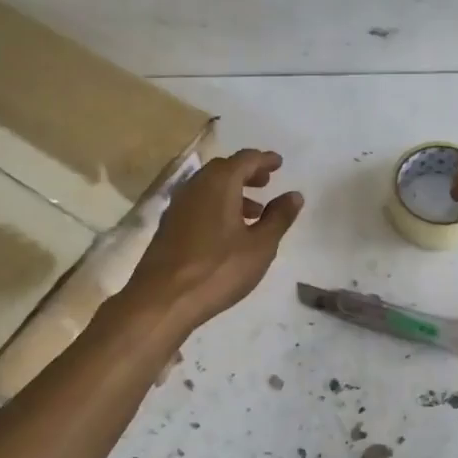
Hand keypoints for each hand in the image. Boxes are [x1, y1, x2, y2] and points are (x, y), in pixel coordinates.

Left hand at [125, 149, 302, 329]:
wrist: (163, 298)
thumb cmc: (219, 269)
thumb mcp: (260, 246)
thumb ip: (279, 217)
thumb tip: (294, 195)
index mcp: (219, 183)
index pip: (245, 159)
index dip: (264, 159)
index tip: (279, 164)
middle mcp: (195, 186)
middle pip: (224, 169)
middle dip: (247, 173)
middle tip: (266, 184)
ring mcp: (178, 206)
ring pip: (209, 188)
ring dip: (232, 192)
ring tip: (254, 213)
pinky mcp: (168, 226)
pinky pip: (198, 204)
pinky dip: (217, 206)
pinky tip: (228, 231)